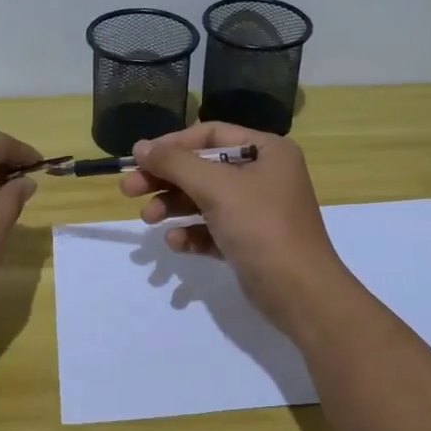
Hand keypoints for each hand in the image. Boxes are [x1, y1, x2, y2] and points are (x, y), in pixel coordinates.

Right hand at [119, 123, 354, 332]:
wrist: (301, 295)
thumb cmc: (262, 228)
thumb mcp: (216, 188)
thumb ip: (175, 163)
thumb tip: (140, 147)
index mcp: (267, 151)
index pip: (211, 135)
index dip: (172, 144)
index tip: (139, 159)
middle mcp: (264, 175)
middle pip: (203, 168)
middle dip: (166, 179)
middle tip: (129, 190)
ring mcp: (258, 210)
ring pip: (204, 199)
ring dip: (174, 206)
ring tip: (149, 219)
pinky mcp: (250, 242)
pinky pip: (213, 228)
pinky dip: (192, 233)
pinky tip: (176, 243)